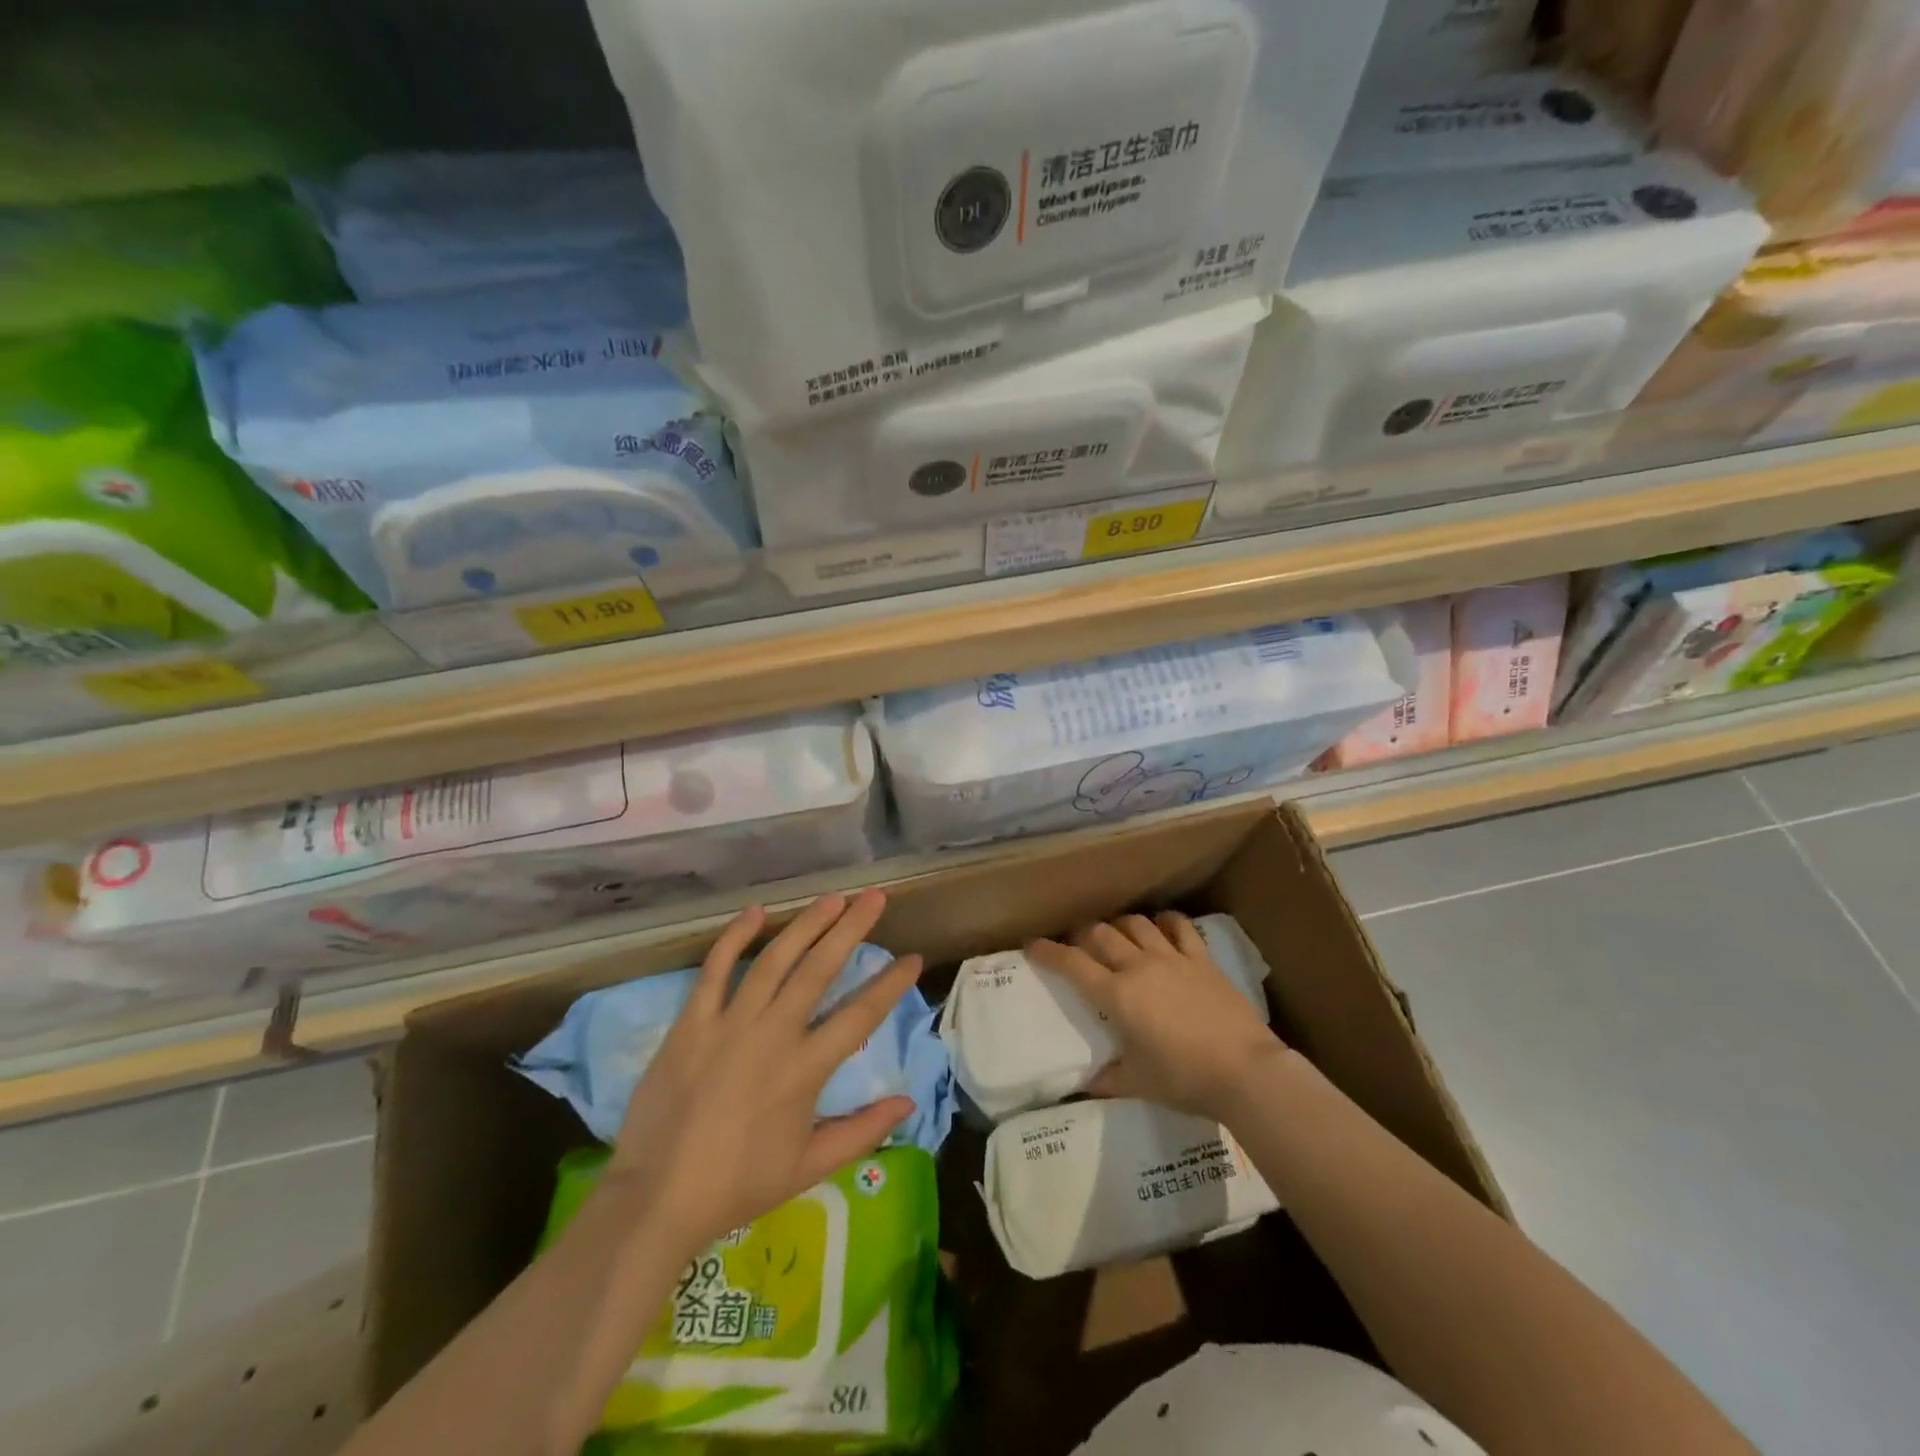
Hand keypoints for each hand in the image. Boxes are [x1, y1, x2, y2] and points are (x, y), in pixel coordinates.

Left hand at [605, 889, 921, 1253]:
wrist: (656, 1198)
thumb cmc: (738, 1185)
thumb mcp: (809, 1167)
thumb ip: (863, 1132)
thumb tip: (909, 1103)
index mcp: (805, 1069)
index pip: (860, 1014)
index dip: (891, 984)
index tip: (913, 957)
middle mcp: (773, 1034)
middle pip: (820, 969)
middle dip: (852, 928)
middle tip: (874, 897)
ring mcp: (730, 1023)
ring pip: (775, 959)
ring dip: (806, 924)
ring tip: (832, 898)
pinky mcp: (692, 1022)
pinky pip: (716, 969)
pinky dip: (735, 937)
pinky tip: (756, 911)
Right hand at [1028, 911, 1283, 1121]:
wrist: (1245, 1071)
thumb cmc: (1184, 1080)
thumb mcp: (1138, 1084)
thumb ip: (1107, 1079)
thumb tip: (1085, 1083)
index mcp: (1117, 995)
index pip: (1072, 964)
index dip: (1048, 952)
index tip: (1032, 945)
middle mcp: (1139, 967)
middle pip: (1101, 934)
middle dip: (1082, 934)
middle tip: (1077, 943)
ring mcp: (1172, 958)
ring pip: (1136, 924)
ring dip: (1119, 925)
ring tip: (1115, 933)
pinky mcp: (1202, 959)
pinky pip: (1179, 927)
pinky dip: (1165, 921)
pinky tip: (1160, 925)